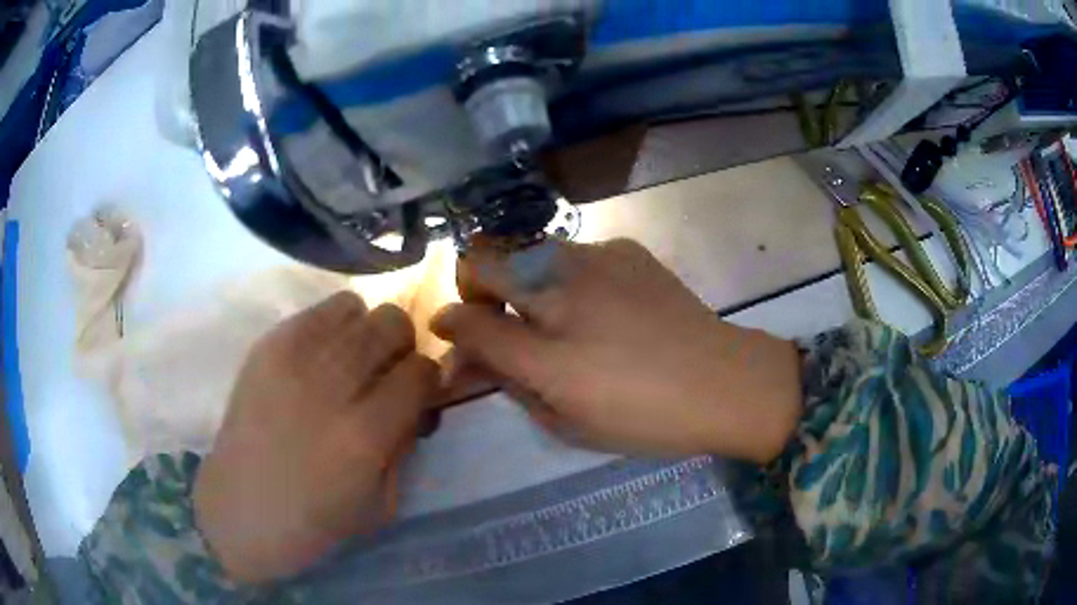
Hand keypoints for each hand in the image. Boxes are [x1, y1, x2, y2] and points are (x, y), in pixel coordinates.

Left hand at [194, 292, 439, 584]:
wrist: (243, 508)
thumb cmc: (316, 519)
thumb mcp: (382, 502)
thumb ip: (406, 444)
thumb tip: (417, 401)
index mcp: (366, 433)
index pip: (420, 371)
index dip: (429, 376)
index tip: (420, 388)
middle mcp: (332, 385)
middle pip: (392, 324)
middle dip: (403, 344)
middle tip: (389, 369)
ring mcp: (294, 358)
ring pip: (355, 307)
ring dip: (366, 331)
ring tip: (354, 358)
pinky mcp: (267, 346)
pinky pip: (316, 311)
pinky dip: (332, 324)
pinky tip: (323, 354)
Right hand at [432, 239, 802, 462]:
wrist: (725, 382)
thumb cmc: (644, 418)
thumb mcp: (567, 422)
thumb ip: (509, 383)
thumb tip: (465, 361)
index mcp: (547, 354)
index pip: (467, 323)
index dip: (448, 325)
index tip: (449, 331)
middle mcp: (563, 294)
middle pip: (485, 259)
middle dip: (472, 283)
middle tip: (490, 312)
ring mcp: (596, 260)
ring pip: (527, 249)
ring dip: (520, 277)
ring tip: (551, 311)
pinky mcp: (626, 248)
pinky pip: (574, 252)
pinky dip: (566, 275)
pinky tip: (599, 303)